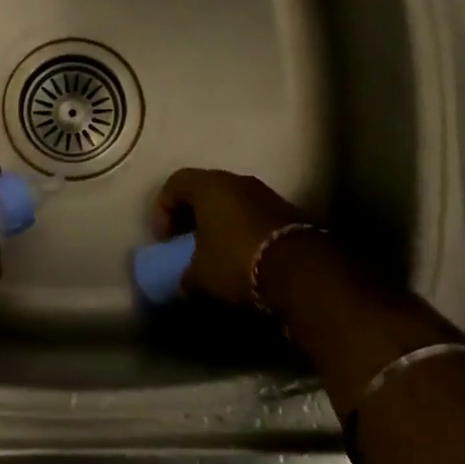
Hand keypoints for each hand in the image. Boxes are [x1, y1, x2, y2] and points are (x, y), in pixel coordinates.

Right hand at [153, 168, 308, 304]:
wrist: (301, 271)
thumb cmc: (237, 262)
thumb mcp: (199, 276)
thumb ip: (184, 275)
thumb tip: (184, 282)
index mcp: (209, 186)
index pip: (175, 182)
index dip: (162, 209)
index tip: (165, 239)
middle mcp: (237, 181)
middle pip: (204, 189)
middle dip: (191, 215)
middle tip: (185, 242)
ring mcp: (266, 193)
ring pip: (231, 200)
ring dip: (218, 222)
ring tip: (214, 251)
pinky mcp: (287, 211)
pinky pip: (253, 213)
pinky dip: (241, 229)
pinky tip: (241, 255)